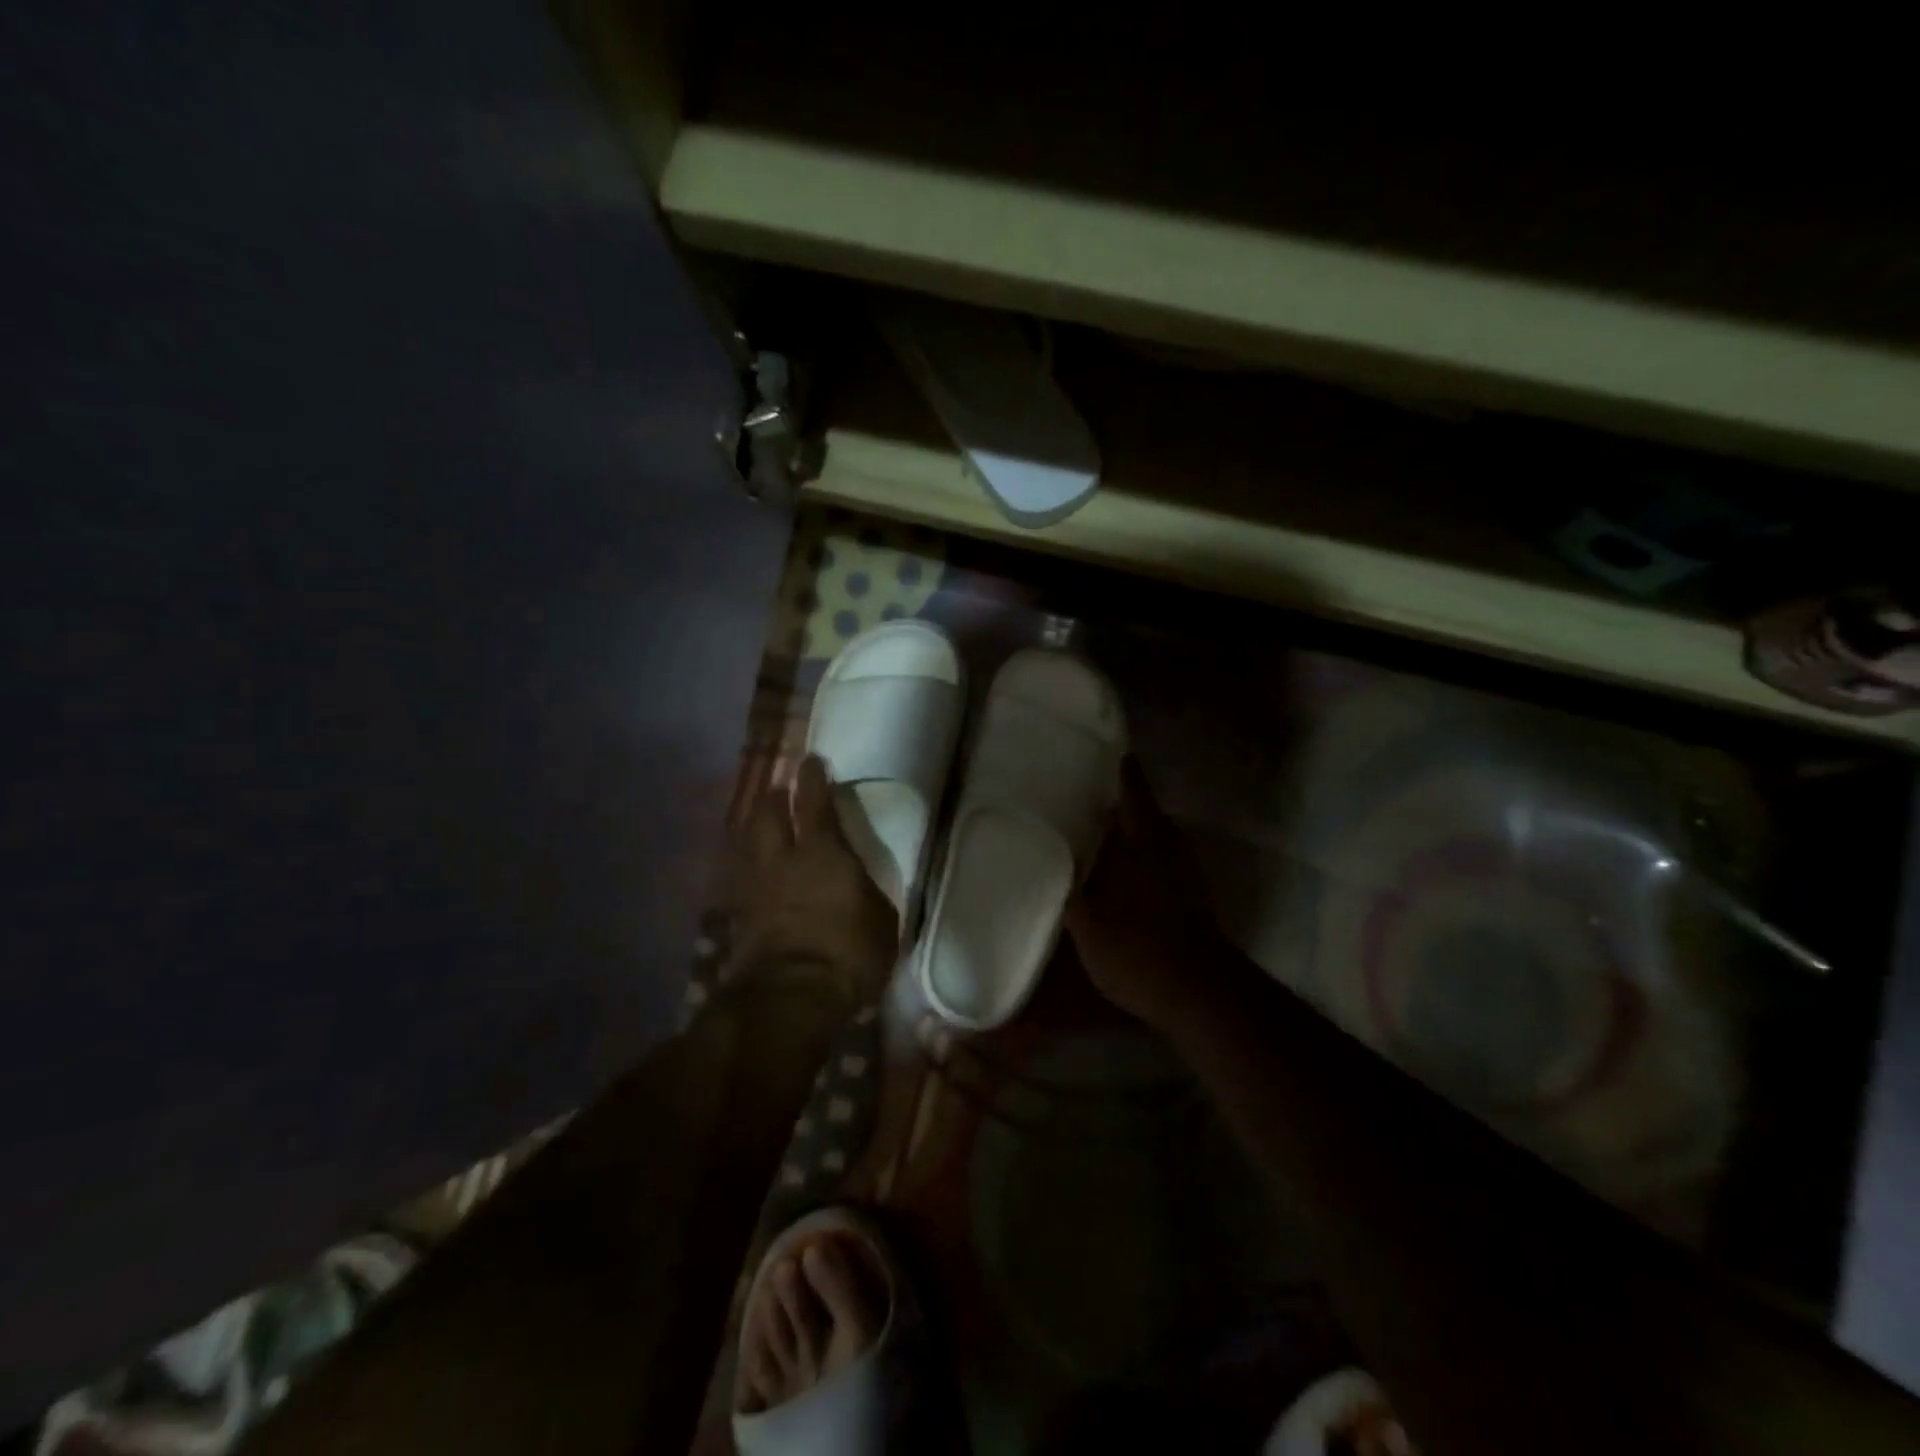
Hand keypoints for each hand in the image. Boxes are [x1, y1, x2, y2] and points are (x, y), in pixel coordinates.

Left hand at [723, 755, 898, 1007]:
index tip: (810, 761)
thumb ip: (868, 892)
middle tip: (778, 789)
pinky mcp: (739, 917)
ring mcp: (756, 888)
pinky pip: (741, 879)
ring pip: (748, 843)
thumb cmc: (848, 953)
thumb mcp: (882, 920)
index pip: (815, 803)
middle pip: (769, 815)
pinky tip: (749, 872)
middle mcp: (783, 860)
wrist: (791, 997)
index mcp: (823, 853)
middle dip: (774, 797)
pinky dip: (746, 868)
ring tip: (759, 822)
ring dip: (753, 827)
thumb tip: (859, 883)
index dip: (812, 779)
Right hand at [1066, 757, 1232, 1031]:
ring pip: (1155, 836)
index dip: (1120, 769)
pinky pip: (1161, 859)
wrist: (1198, 994)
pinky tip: (1120, 869)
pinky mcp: (1192, 896)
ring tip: (1099, 829)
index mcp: (1143, 841)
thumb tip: (1051, 862)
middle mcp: (1168, 847)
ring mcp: (1185, 871)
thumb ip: (1070, 890)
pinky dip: (1141, 855)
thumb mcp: (1088, 924)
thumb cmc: (1138, 950)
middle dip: (1120, 801)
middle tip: (1086, 794)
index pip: (1132, 790)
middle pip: (1145, 811)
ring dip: (1131, 829)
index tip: (1103, 750)